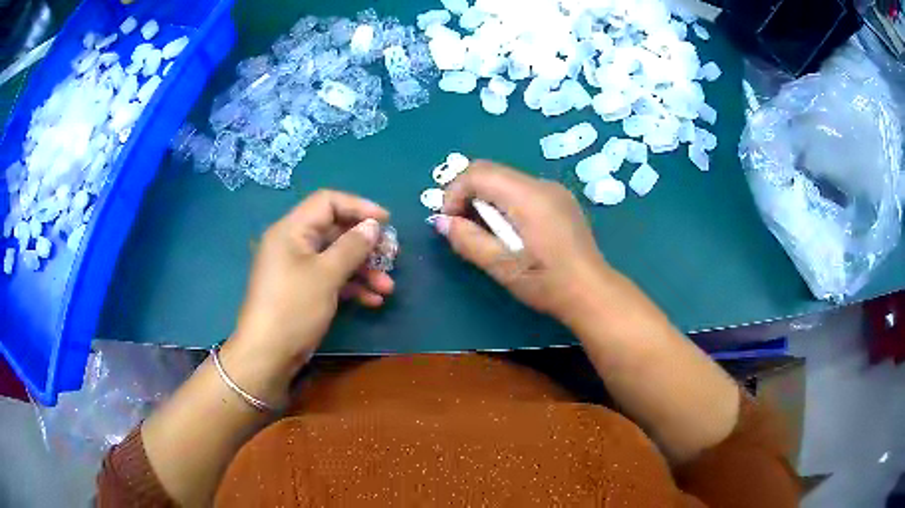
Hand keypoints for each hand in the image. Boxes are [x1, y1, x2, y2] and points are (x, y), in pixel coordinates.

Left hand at [225, 190, 392, 402]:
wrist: (268, 355)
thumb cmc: (294, 307)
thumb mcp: (326, 275)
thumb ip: (352, 246)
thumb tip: (373, 226)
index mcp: (291, 229)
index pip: (327, 202)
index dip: (358, 206)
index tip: (386, 221)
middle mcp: (293, 243)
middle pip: (334, 230)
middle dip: (365, 244)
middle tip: (392, 255)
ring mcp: (297, 268)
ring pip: (335, 257)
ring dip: (363, 269)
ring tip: (388, 287)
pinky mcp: (302, 290)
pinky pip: (330, 277)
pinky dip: (351, 285)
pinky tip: (373, 300)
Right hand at [436, 161, 616, 326]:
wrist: (592, 293)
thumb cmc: (546, 282)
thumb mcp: (502, 267)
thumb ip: (468, 240)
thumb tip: (442, 222)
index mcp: (527, 196)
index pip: (477, 173)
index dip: (454, 193)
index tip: (450, 223)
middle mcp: (541, 184)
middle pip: (491, 172)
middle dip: (468, 194)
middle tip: (464, 227)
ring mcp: (554, 191)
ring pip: (506, 180)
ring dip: (487, 200)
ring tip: (487, 233)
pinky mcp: (561, 201)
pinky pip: (522, 190)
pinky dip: (505, 203)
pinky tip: (511, 232)